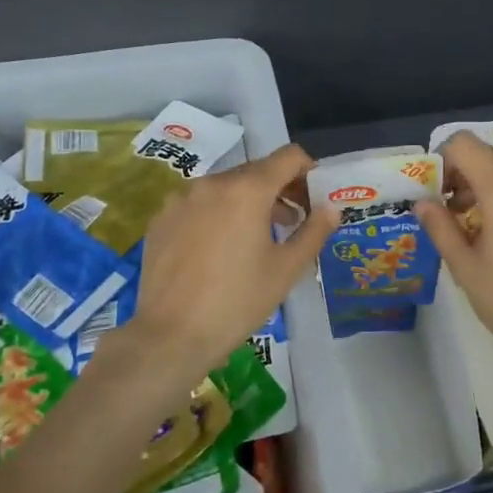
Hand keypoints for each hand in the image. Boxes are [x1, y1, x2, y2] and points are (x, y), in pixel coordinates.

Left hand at [112, 143, 338, 384]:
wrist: (171, 335)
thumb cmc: (237, 301)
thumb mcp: (286, 269)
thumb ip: (314, 231)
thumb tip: (332, 207)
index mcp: (247, 190)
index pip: (288, 157)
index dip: (309, 170)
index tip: (315, 197)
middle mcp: (212, 183)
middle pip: (256, 171)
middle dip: (279, 190)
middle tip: (293, 222)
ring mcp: (181, 199)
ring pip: (225, 188)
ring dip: (248, 202)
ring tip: (257, 238)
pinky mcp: (161, 219)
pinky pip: (198, 204)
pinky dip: (217, 214)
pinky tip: (218, 250)